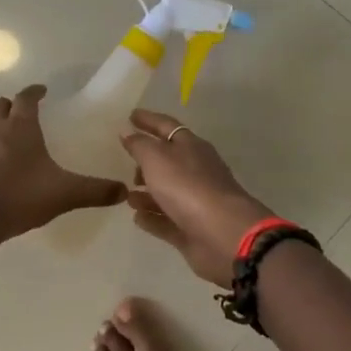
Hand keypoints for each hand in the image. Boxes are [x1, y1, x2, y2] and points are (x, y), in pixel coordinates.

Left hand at [0, 86, 125, 252]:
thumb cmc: (20, 197)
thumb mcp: (65, 194)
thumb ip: (95, 191)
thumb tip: (124, 190)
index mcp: (20, 127)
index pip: (25, 97)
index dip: (34, 92)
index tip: (43, 91)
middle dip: (11, 105)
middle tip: (25, 113)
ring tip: (7, 135)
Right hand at [121, 109, 273, 284]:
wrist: (224, 234)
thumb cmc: (188, 186)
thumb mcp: (157, 158)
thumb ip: (140, 145)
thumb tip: (127, 131)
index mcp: (191, 146)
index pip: (166, 126)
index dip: (148, 120)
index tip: (131, 116)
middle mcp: (195, 170)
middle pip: (169, 160)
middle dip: (147, 159)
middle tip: (127, 161)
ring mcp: (196, 201)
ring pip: (167, 191)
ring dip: (146, 191)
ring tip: (127, 194)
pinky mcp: (192, 228)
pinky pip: (167, 219)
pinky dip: (152, 217)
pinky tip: (137, 218)